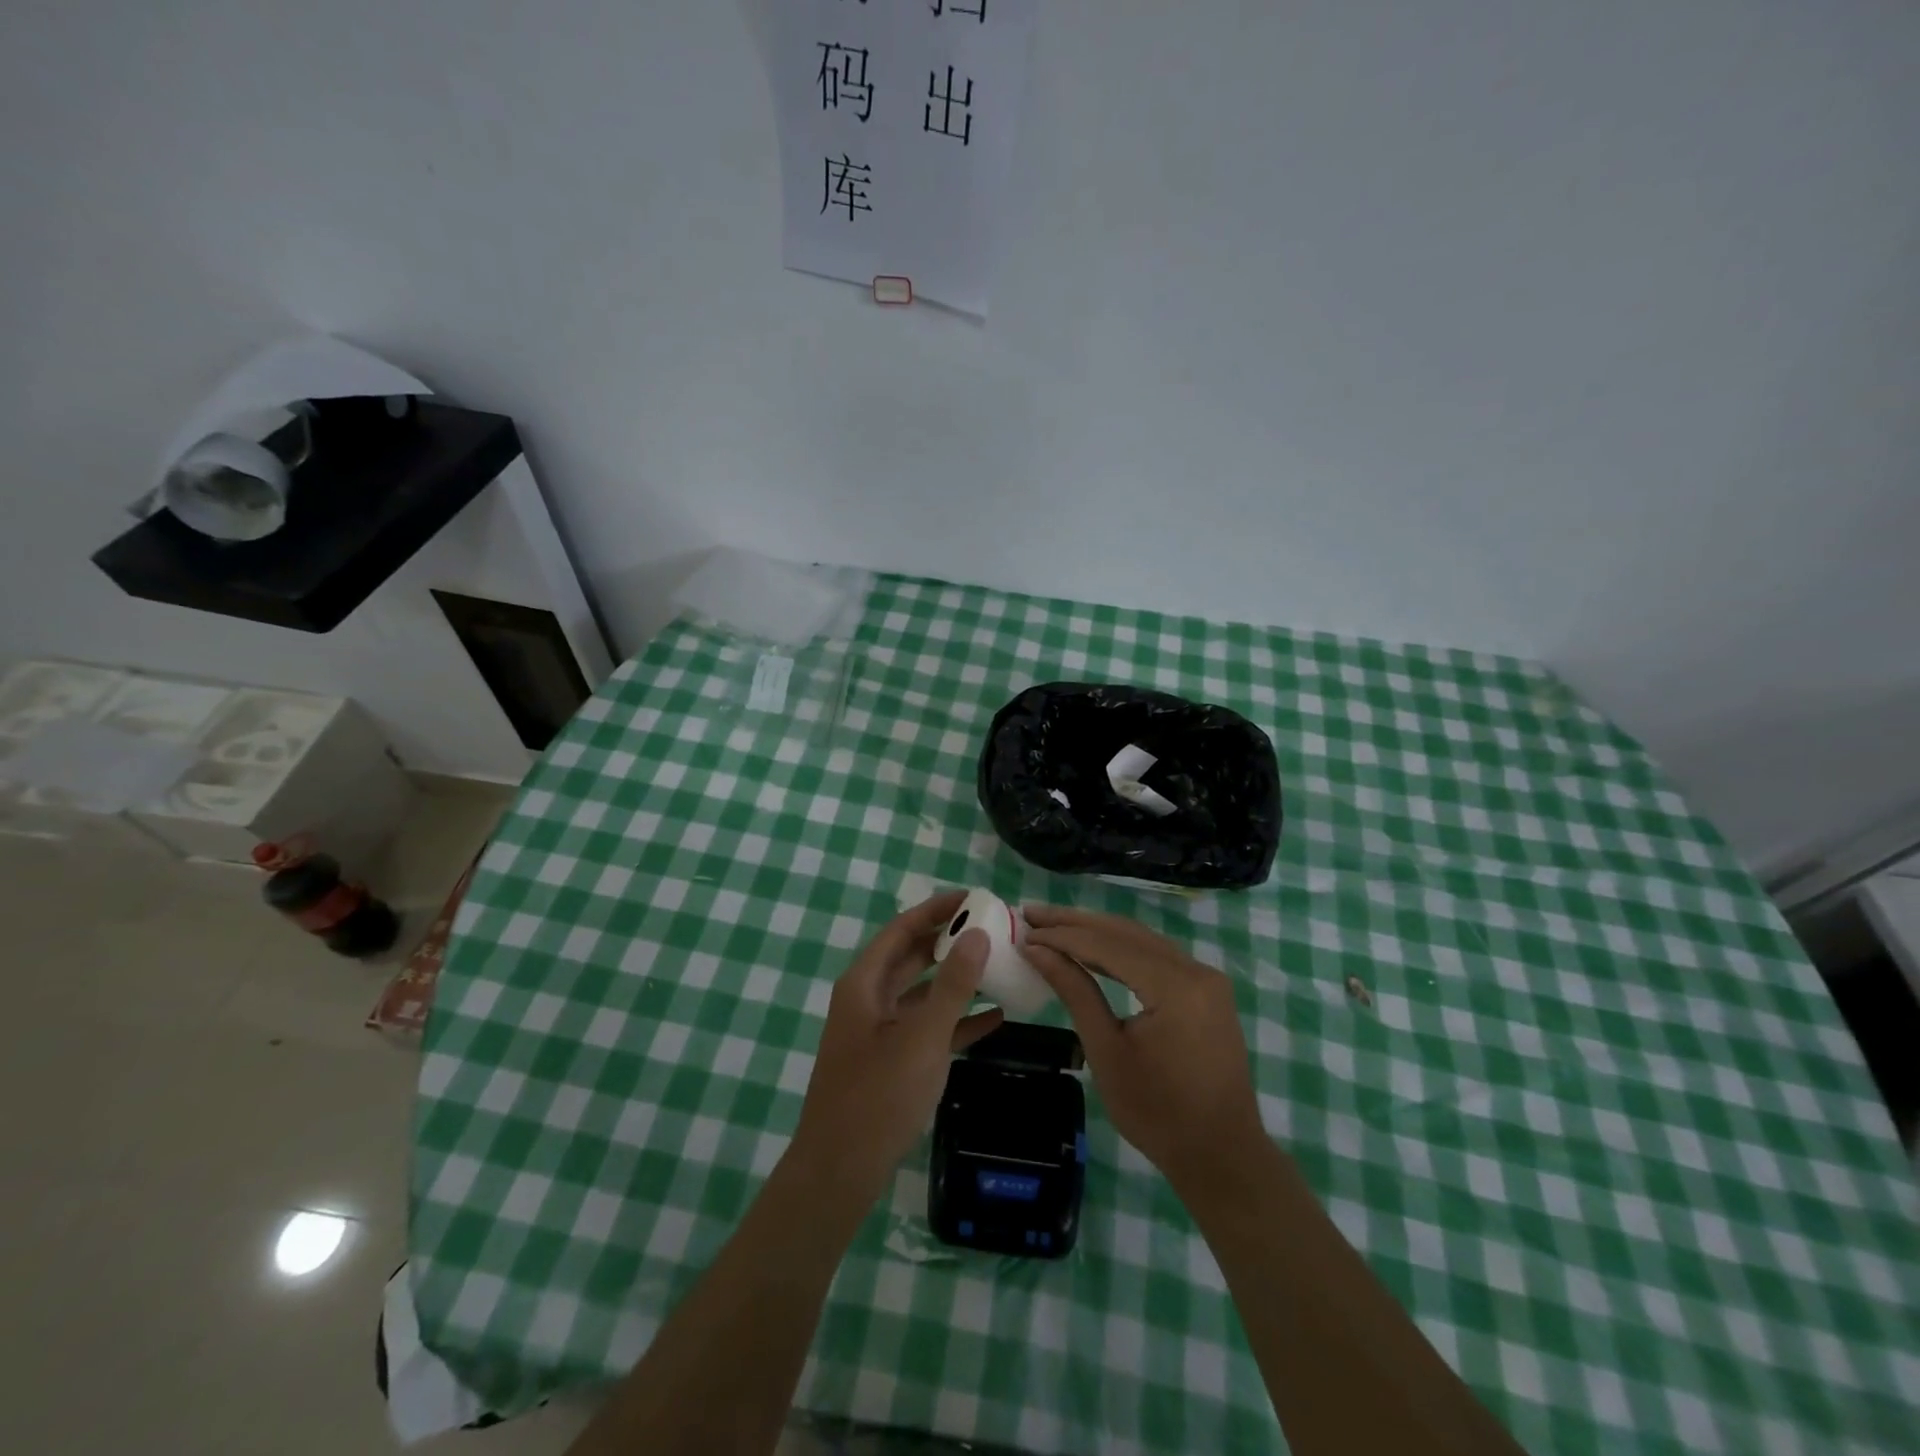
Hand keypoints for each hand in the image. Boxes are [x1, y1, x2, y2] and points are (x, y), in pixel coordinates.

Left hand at [791, 892, 1003, 1200]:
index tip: (973, 897)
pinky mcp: (891, 1060)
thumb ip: (952, 985)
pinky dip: (956, 1020)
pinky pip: (927, 1028)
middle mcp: (869, 999)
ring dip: (956, 980)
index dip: (936, 909)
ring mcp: (880, 1031)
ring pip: (923, 993)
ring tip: (998, 966)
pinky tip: (995, 1017)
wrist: (840, 1172)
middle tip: (992, 928)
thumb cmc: (878, 1096)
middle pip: (912, 957)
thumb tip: (978, 934)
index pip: (902, 929)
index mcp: (864, 983)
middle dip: (950, 941)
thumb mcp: (922, 1036)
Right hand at [1022, 905, 1266, 1190]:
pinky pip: (1157, 956)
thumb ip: (1075, 992)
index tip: (1024, 928)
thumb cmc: (1158, 1113)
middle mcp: (1195, 970)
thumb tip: (1036, 950)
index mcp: (1175, 986)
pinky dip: (1121, 949)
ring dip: (1096, 931)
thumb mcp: (1106, 1052)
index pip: (1108, 944)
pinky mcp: (1207, 990)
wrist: (1222, 1156)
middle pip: (1126, 932)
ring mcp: (1205, 978)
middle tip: (1031, 914)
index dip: (1062, 935)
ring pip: (1141, 939)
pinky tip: (1092, 948)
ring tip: (1053, 925)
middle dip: (1075, 922)